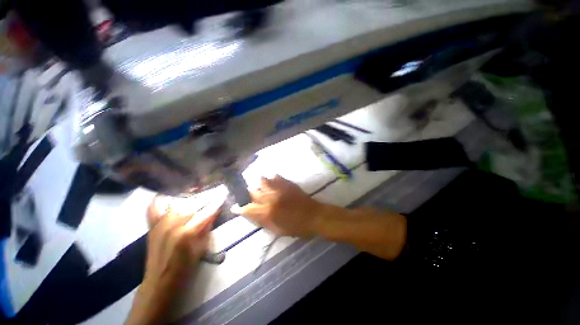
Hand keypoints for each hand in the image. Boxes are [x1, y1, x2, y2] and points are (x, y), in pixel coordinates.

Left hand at [126, 196, 222, 324]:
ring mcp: (160, 223)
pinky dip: (161, 199)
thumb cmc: (186, 267)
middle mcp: (173, 224)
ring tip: (196, 190)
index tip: (224, 193)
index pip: (207, 211)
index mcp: (188, 232)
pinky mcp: (152, 225)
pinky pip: (154, 207)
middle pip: (192, 204)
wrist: (160, 281)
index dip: (217, 202)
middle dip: (206, 196)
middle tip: (214, 191)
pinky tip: (170, 195)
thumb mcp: (202, 247)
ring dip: (188, 196)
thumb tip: (214, 211)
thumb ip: (207, 227)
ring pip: (176, 202)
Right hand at [231, 175, 322, 236]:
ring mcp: (279, 188)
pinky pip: (275, 176)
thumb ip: (262, 221)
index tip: (235, 207)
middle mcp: (271, 197)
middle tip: (249, 196)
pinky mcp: (287, 183)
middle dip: (248, 194)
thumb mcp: (277, 230)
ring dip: (258, 184)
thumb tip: (250, 214)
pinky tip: (272, 181)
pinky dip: (271, 178)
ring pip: (262, 180)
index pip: (248, 208)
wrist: (314, 216)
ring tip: (259, 186)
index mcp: (268, 212)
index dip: (240, 208)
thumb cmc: (296, 227)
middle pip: (252, 192)